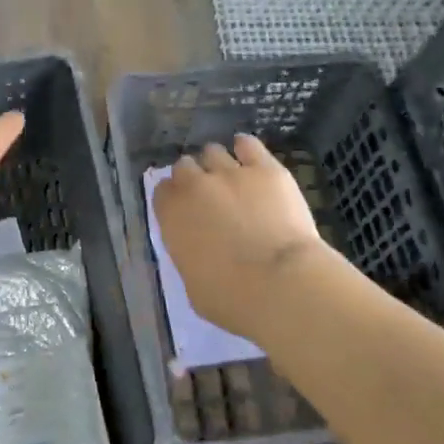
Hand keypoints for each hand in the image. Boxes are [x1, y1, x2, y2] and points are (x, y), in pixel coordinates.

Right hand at [153, 134, 325, 339]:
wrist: (282, 284)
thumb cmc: (233, 300)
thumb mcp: (194, 286)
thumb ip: (189, 256)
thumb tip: (196, 248)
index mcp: (172, 215)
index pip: (162, 191)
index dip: (173, 198)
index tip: (184, 209)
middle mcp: (195, 185)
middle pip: (184, 165)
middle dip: (193, 177)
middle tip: (209, 196)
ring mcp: (231, 172)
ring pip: (213, 151)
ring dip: (218, 164)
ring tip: (232, 178)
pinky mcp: (265, 169)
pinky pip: (248, 144)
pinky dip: (245, 148)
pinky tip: (250, 157)